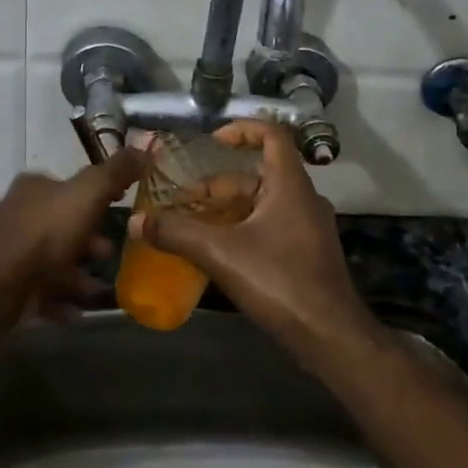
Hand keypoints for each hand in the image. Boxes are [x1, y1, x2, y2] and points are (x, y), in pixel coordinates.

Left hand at [0, 148, 143, 312]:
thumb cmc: (46, 231)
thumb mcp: (88, 193)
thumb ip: (116, 172)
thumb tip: (144, 147)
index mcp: (35, 186)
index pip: (70, 185)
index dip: (97, 194)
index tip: (120, 206)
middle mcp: (20, 213)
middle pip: (63, 223)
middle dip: (89, 238)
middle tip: (109, 252)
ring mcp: (12, 251)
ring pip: (54, 259)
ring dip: (78, 272)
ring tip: (99, 287)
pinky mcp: (9, 285)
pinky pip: (43, 290)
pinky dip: (62, 298)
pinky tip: (79, 310)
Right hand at [129, 121, 382, 365]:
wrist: (330, 337)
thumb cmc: (280, 282)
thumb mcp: (221, 254)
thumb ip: (177, 234)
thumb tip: (136, 221)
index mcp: (290, 185)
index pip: (272, 134)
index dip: (242, 130)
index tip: (212, 142)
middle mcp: (303, 198)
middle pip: (259, 175)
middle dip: (219, 184)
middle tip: (184, 200)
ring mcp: (309, 227)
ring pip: (263, 203)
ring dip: (229, 208)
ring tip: (193, 224)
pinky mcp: (308, 253)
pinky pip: (271, 225)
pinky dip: (244, 228)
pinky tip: (218, 251)